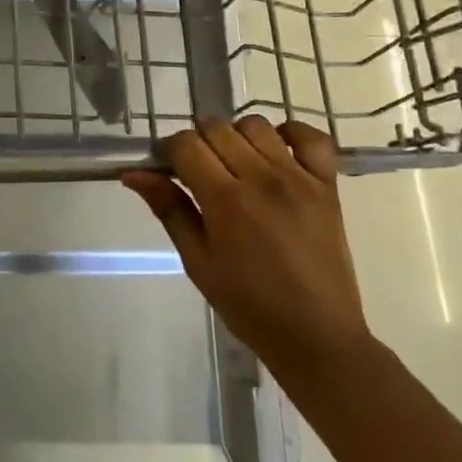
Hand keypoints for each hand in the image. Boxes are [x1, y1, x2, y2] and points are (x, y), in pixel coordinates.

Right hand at [123, 117, 371, 381]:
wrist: (316, 336)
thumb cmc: (248, 305)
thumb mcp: (198, 261)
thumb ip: (169, 210)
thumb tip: (133, 174)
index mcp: (225, 200)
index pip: (186, 145)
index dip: (169, 150)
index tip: (167, 168)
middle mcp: (262, 179)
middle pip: (217, 128)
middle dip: (198, 141)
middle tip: (198, 172)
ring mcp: (299, 178)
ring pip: (256, 125)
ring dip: (236, 135)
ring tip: (234, 164)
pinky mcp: (327, 185)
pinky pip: (312, 137)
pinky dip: (291, 133)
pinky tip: (276, 150)